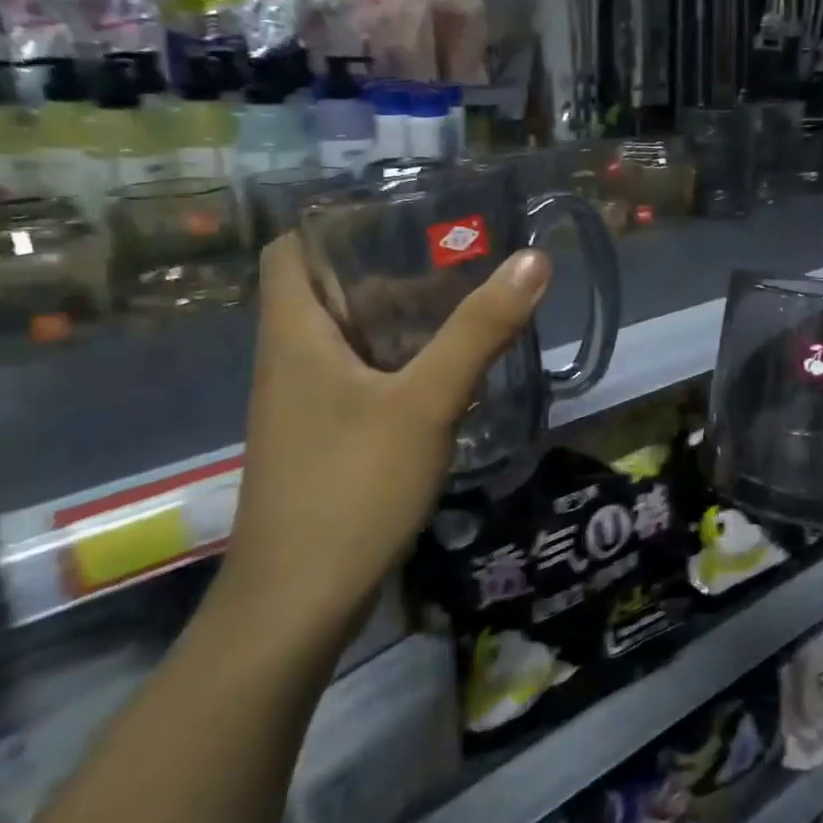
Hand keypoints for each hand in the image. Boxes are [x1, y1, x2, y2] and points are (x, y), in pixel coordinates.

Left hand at [219, 233, 549, 636]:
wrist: (297, 604)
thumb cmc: (351, 487)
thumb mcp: (425, 402)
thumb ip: (479, 330)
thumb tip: (532, 259)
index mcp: (295, 336)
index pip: (290, 251)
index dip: (334, 225)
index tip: (398, 218)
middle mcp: (289, 363)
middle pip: (328, 293)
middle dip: (387, 271)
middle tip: (455, 261)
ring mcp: (303, 408)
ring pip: (348, 341)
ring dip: (398, 322)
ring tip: (463, 310)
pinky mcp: (323, 443)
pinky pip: (358, 382)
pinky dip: (397, 366)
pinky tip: (445, 378)